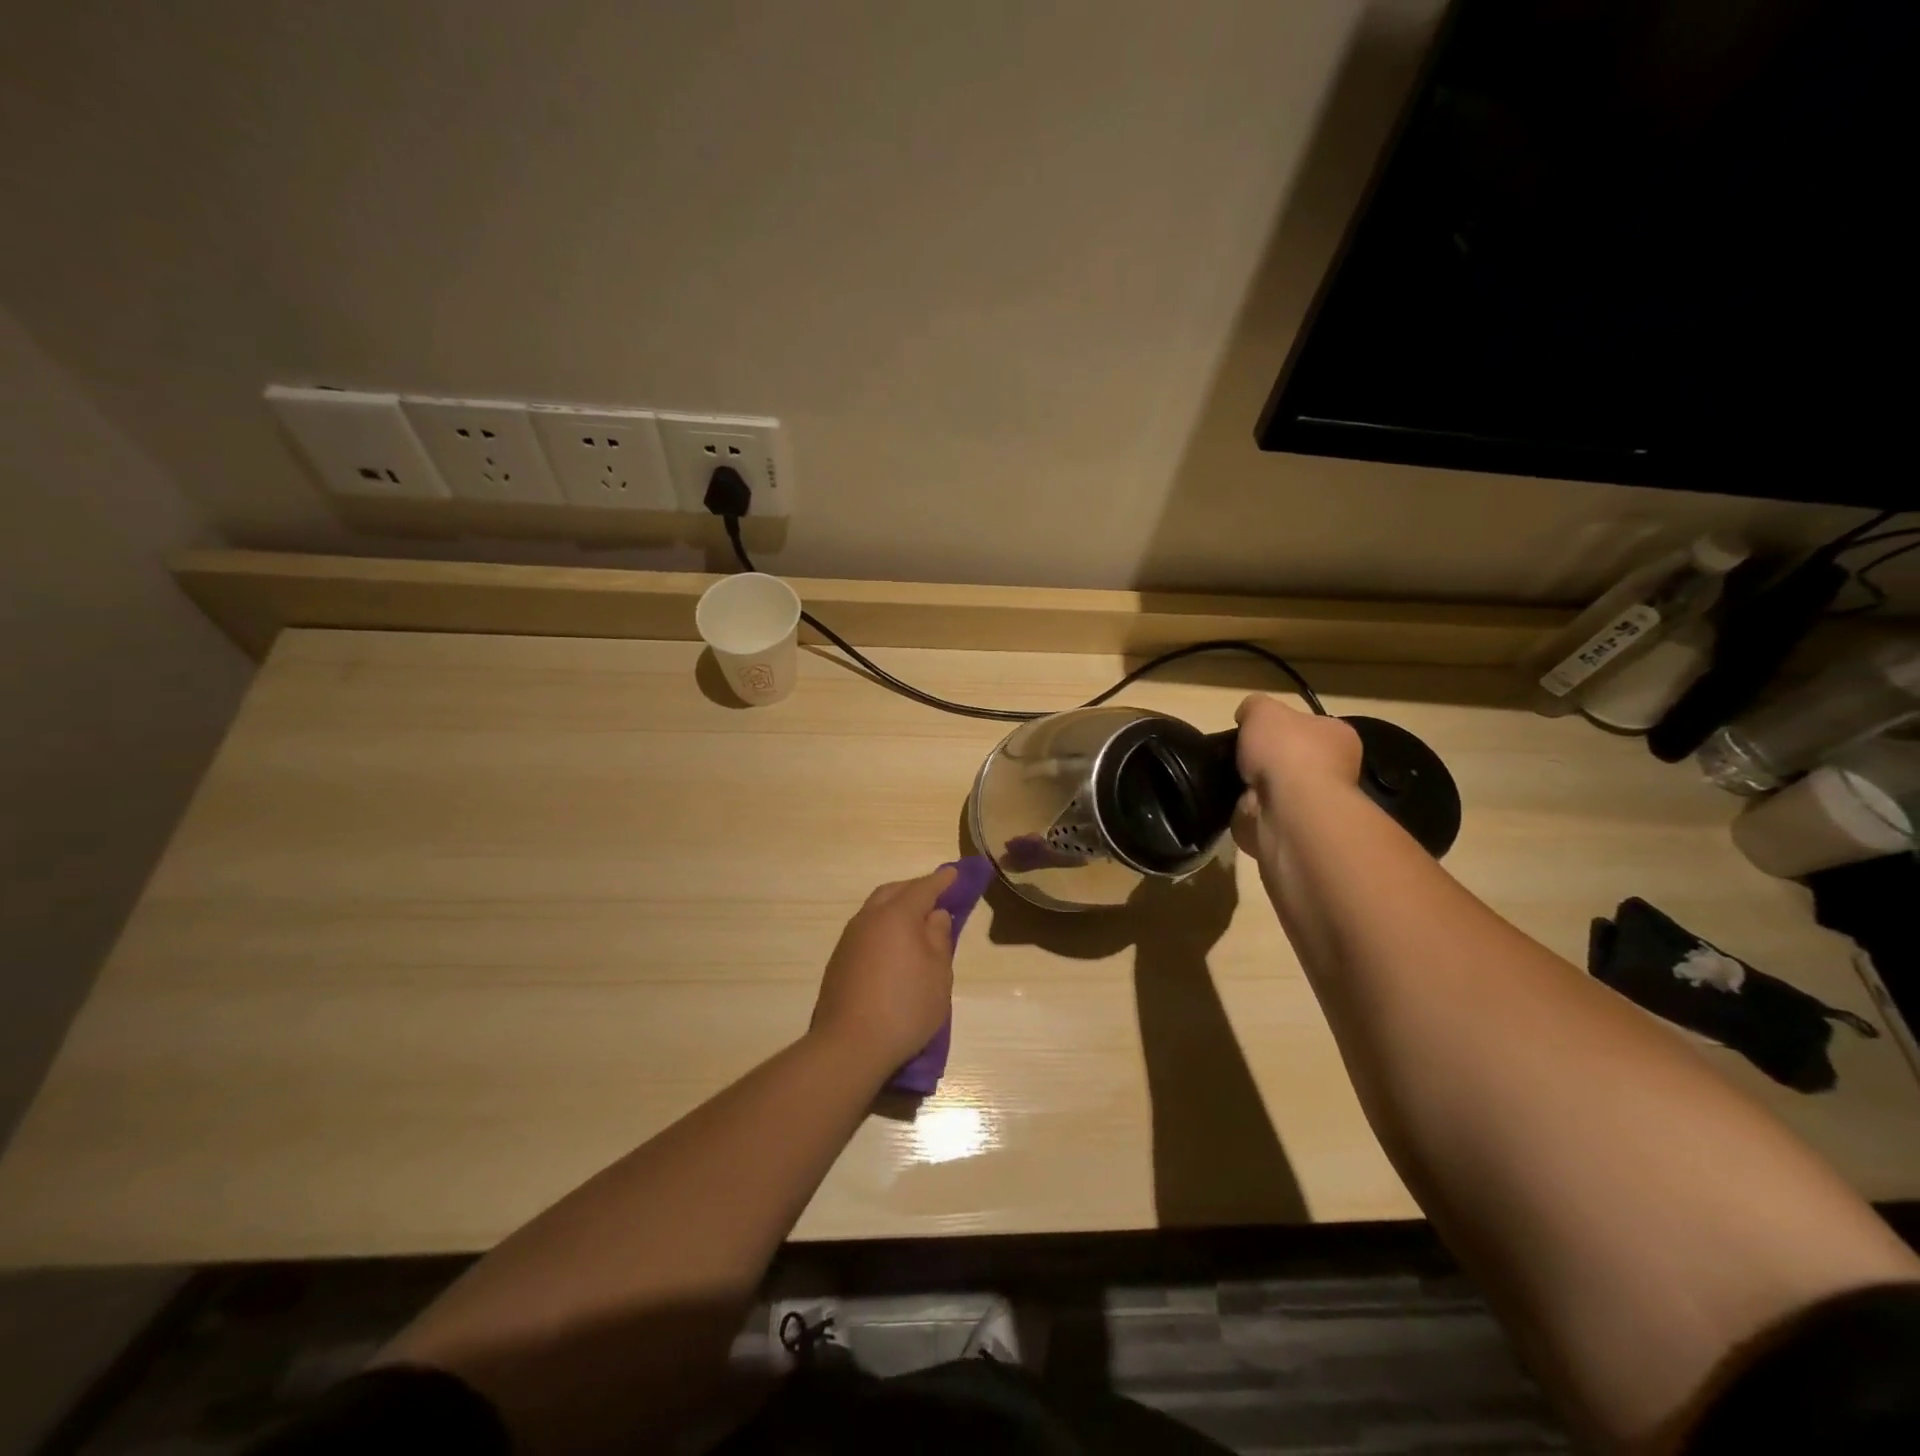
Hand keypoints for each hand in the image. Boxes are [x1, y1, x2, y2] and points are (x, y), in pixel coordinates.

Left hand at [810, 867, 957, 1075]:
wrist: (849, 1045)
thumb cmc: (905, 1007)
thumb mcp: (938, 974)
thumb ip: (939, 938)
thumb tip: (935, 916)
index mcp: (896, 915)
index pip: (923, 888)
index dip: (942, 880)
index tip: (954, 873)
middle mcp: (869, 919)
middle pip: (894, 892)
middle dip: (915, 889)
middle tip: (936, 896)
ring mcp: (849, 939)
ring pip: (875, 909)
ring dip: (896, 908)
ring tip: (915, 922)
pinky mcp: (839, 961)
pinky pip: (866, 930)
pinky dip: (883, 928)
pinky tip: (892, 947)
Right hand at [1231, 694, 1362, 856]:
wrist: (1287, 809)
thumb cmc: (1286, 751)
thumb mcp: (1262, 710)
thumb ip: (1254, 706)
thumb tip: (1246, 717)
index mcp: (1337, 736)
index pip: (1310, 726)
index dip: (1282, 726)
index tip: (1255, 730)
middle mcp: (1334, 769)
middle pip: (1292, 758)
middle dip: (1266, 758)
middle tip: (1238, 754)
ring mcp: (1313, 802)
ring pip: (1276, 787)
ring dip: (1254, 785)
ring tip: (1230, 776)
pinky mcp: (1291, 828)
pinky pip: (1263, 811)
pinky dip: (1247, 807)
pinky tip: (1234, 799)